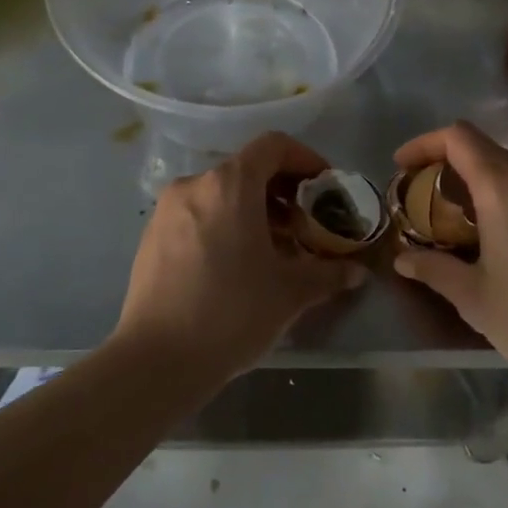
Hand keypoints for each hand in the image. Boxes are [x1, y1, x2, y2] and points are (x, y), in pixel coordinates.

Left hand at [112, 131, 365, 376]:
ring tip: (276, 248)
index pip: (273, 146)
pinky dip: (225, 224)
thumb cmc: (233, 313)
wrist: (157, 360)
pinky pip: (198, 215)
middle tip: (306, 223)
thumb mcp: (291, 292)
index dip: (306, 159)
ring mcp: (167, 210)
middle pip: (247, 169)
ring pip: (221, 194)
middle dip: (283, 191)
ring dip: (254, 210)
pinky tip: (238, 264)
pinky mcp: (151, 237)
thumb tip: (356, 271)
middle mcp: (194, 185)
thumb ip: (329, 272)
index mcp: (230, 185)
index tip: (325, 187)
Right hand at [391, 121, 507, 381]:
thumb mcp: (473, 297)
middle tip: (417, 190)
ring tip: (447, 211)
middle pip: (481, 145)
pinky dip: (495, 190)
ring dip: (470, 175)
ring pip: (505, 164)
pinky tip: (486, 230)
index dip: (424, 143)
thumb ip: (434, 269)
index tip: (401, 167)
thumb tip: (403, 259)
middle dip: (443, 158)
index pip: (459, 138)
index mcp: (504, 190)